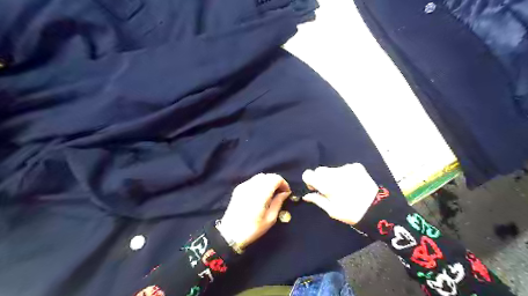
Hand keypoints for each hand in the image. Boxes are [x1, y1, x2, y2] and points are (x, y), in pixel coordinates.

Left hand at [216, 174, 290, 249]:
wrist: (230, 234)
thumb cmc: (253, 228)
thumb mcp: (270, 218)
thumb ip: (278, 202)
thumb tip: (285, 193)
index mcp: (261, 193)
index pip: (276, 178)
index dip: (283, 183)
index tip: (287, 192)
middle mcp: (252, 186)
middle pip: (268, 176)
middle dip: (276, 182)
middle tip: (280, 193)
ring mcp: (243, 186)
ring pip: (260, 176)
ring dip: (268, 182)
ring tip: (271, 194)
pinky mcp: (238, 189)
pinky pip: (252, 181)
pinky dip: (259, 184)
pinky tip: (260, 194)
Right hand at [301, 164, 379, 223]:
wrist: (377, 209)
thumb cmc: (351, 213)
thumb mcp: (332, 210)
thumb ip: (317, 200)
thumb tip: (306, 195)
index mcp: (327, 184)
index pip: (308, 174)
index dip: (309, 180)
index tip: (315, 188)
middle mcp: (335, 172)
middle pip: (320, 170)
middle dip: (321, 178)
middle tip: (329, 189)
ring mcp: (347, 168)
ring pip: (332, 169)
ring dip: (333, 176)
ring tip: (343, 187)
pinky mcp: (356, 166)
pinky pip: (343, 168)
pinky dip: (343, 174)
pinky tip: (351, 183)